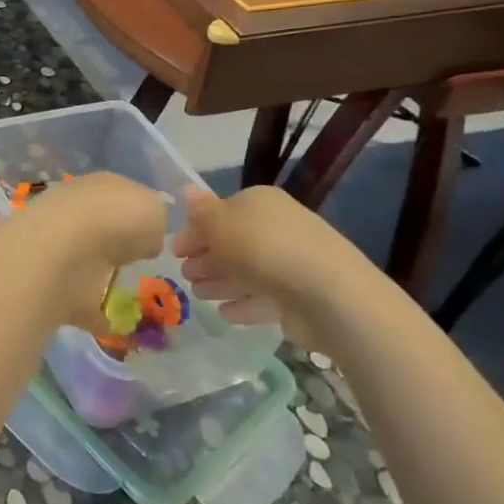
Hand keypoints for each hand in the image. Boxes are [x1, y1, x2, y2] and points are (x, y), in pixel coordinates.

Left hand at [0, 172, 168, 335]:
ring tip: (127, 294)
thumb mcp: (155, 209)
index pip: (123, 197)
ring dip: (101, 274)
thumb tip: (145, 239)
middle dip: (116, 243)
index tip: (153, 237)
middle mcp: (77, 211)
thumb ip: (155, 221)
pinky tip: (111, 325)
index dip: (140, 215)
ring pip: (87, 260)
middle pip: (103, 227)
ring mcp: (60, 246)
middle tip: (137, 264)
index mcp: (102, 186)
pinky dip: (92, 312)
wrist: (62, 252)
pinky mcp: (52, 282)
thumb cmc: (117, 220)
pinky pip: (78, 299)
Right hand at [171, 186, 359, 352]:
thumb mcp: (220, 224)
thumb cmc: (264, 249)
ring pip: (247, 271)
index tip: (175, 251)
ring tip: (198, 296)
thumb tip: (186, 190)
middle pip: (234, 243)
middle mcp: (277, 228)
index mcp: (259, 203)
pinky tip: (225, 313)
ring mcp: (291, 263)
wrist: (328, 295)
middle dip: (207, 259)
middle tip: (184, 275)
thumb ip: (200, 211)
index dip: (195, 231)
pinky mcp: (299, 297)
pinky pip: (264, 298)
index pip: (220, 212)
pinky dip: (243, 304)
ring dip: (220, 282)